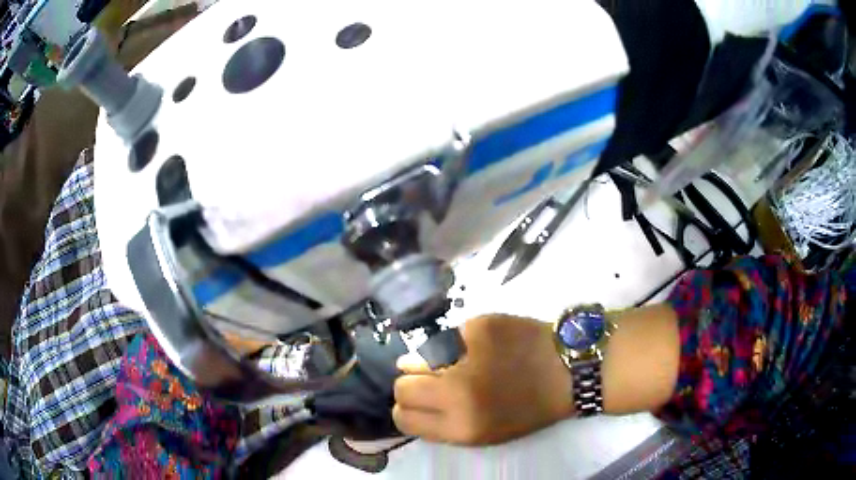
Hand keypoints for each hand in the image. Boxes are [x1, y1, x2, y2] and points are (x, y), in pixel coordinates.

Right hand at [392, 314, 573, 444]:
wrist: (570, 370)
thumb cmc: (531, 408)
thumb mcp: (486, 432)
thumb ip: (444, 423)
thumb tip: (413, 398)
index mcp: (461, 427)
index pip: (403, 419)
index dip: (407, 410)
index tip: (420, 403)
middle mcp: (457, 393)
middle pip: (402, 387)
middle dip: (413, 385)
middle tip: (434, 380)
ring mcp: (466, 355)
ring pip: (416, 357)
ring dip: (428, 361)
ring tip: (457, 361)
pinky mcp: (478, 326)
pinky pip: (448, 336)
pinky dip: (457, 342)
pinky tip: (480, 346)